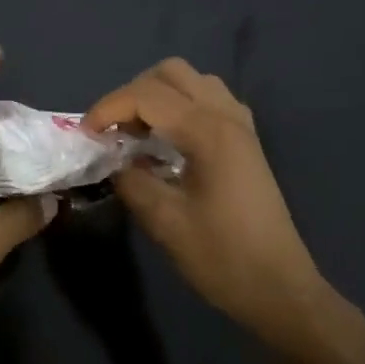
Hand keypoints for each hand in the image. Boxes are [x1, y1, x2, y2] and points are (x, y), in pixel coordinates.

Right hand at [84, 58, 336, 337]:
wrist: (279, 289)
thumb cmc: (222, 257)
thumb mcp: (164, 222)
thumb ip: (131, 180)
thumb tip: (113, 160)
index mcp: (208, 132)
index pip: (146, 96)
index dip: (108, 108)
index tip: (85, 135)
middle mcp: (227, 116)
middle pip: (171, 73)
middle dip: (132, 94)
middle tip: (112, 130)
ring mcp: (241, 127)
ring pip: (192, 82)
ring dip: (157, 96)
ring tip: (137, 133)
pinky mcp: (246, 142)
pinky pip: (209, 100)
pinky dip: (180, 107)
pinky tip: (167, 141)